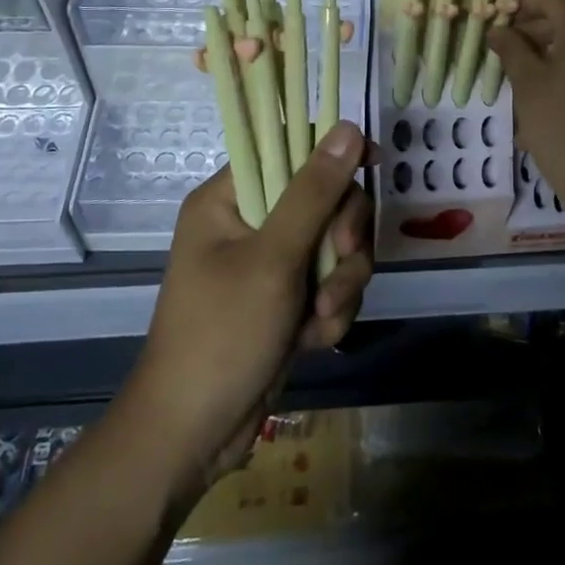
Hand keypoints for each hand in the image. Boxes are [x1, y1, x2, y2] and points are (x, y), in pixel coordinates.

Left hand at [119, 121, 373, 500]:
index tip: (371, 165)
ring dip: (340, 282)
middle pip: (325, 197)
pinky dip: (331, 311)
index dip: (332, 153)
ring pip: (335, 244)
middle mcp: (250, 221)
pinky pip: (330, 283)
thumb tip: (349, 126)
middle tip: (337, 262)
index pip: (289, 147)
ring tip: (321, 318)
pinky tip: (313, 340)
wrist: (193, 437)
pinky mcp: (287, 299)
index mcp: (228, 197)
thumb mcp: (273, 259)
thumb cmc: (222, 335)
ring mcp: (270, 262)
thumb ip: (314, 192)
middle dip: (342, 236)